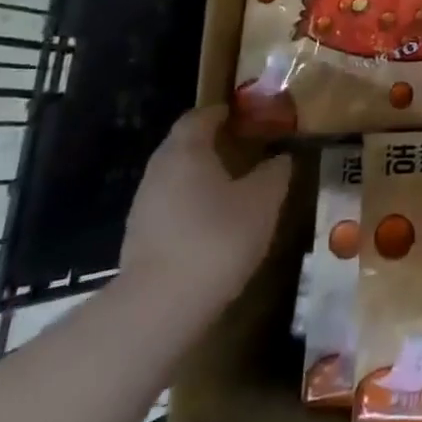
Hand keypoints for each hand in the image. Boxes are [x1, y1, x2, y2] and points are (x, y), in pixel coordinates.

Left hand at [120, 106, 288, 330]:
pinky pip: (171, 207)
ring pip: (177, 178)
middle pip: (185, 145)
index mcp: (186, 150)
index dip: (224, 113)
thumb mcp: (263, 201)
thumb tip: (281, 157)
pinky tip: (215, 226)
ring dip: (203, 178)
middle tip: (247, 151)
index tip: (248, 118)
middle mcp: (159, 169)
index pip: (200, 116)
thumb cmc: (217, 238)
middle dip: (214, 145)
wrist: (159, 307)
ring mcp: (144, 205)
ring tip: (236, 190)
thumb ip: (275, 172)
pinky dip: (192, 206)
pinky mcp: (140, 238)